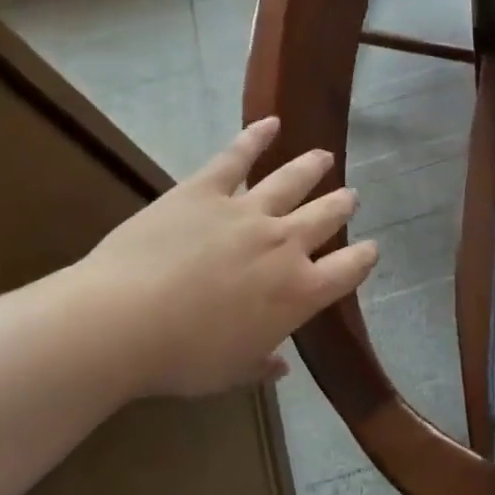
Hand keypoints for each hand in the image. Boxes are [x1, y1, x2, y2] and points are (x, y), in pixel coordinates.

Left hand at [61, 118, 376, 398]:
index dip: (364, 257)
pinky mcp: (204, 191)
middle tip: (350, 196)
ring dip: (312, 167)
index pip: (349, 269)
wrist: (123, 322)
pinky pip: (236, 157)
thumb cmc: (183, 359)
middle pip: (327, 217)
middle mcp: (285, 245)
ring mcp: (247, 212)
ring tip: (324, 156)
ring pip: (292, 181)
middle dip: (342, 205)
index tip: (371, 249)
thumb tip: (280, 366)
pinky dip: (255, 136)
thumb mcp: (231, 373)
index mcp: (299, 293)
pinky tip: (270, 121)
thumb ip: (262, 364)